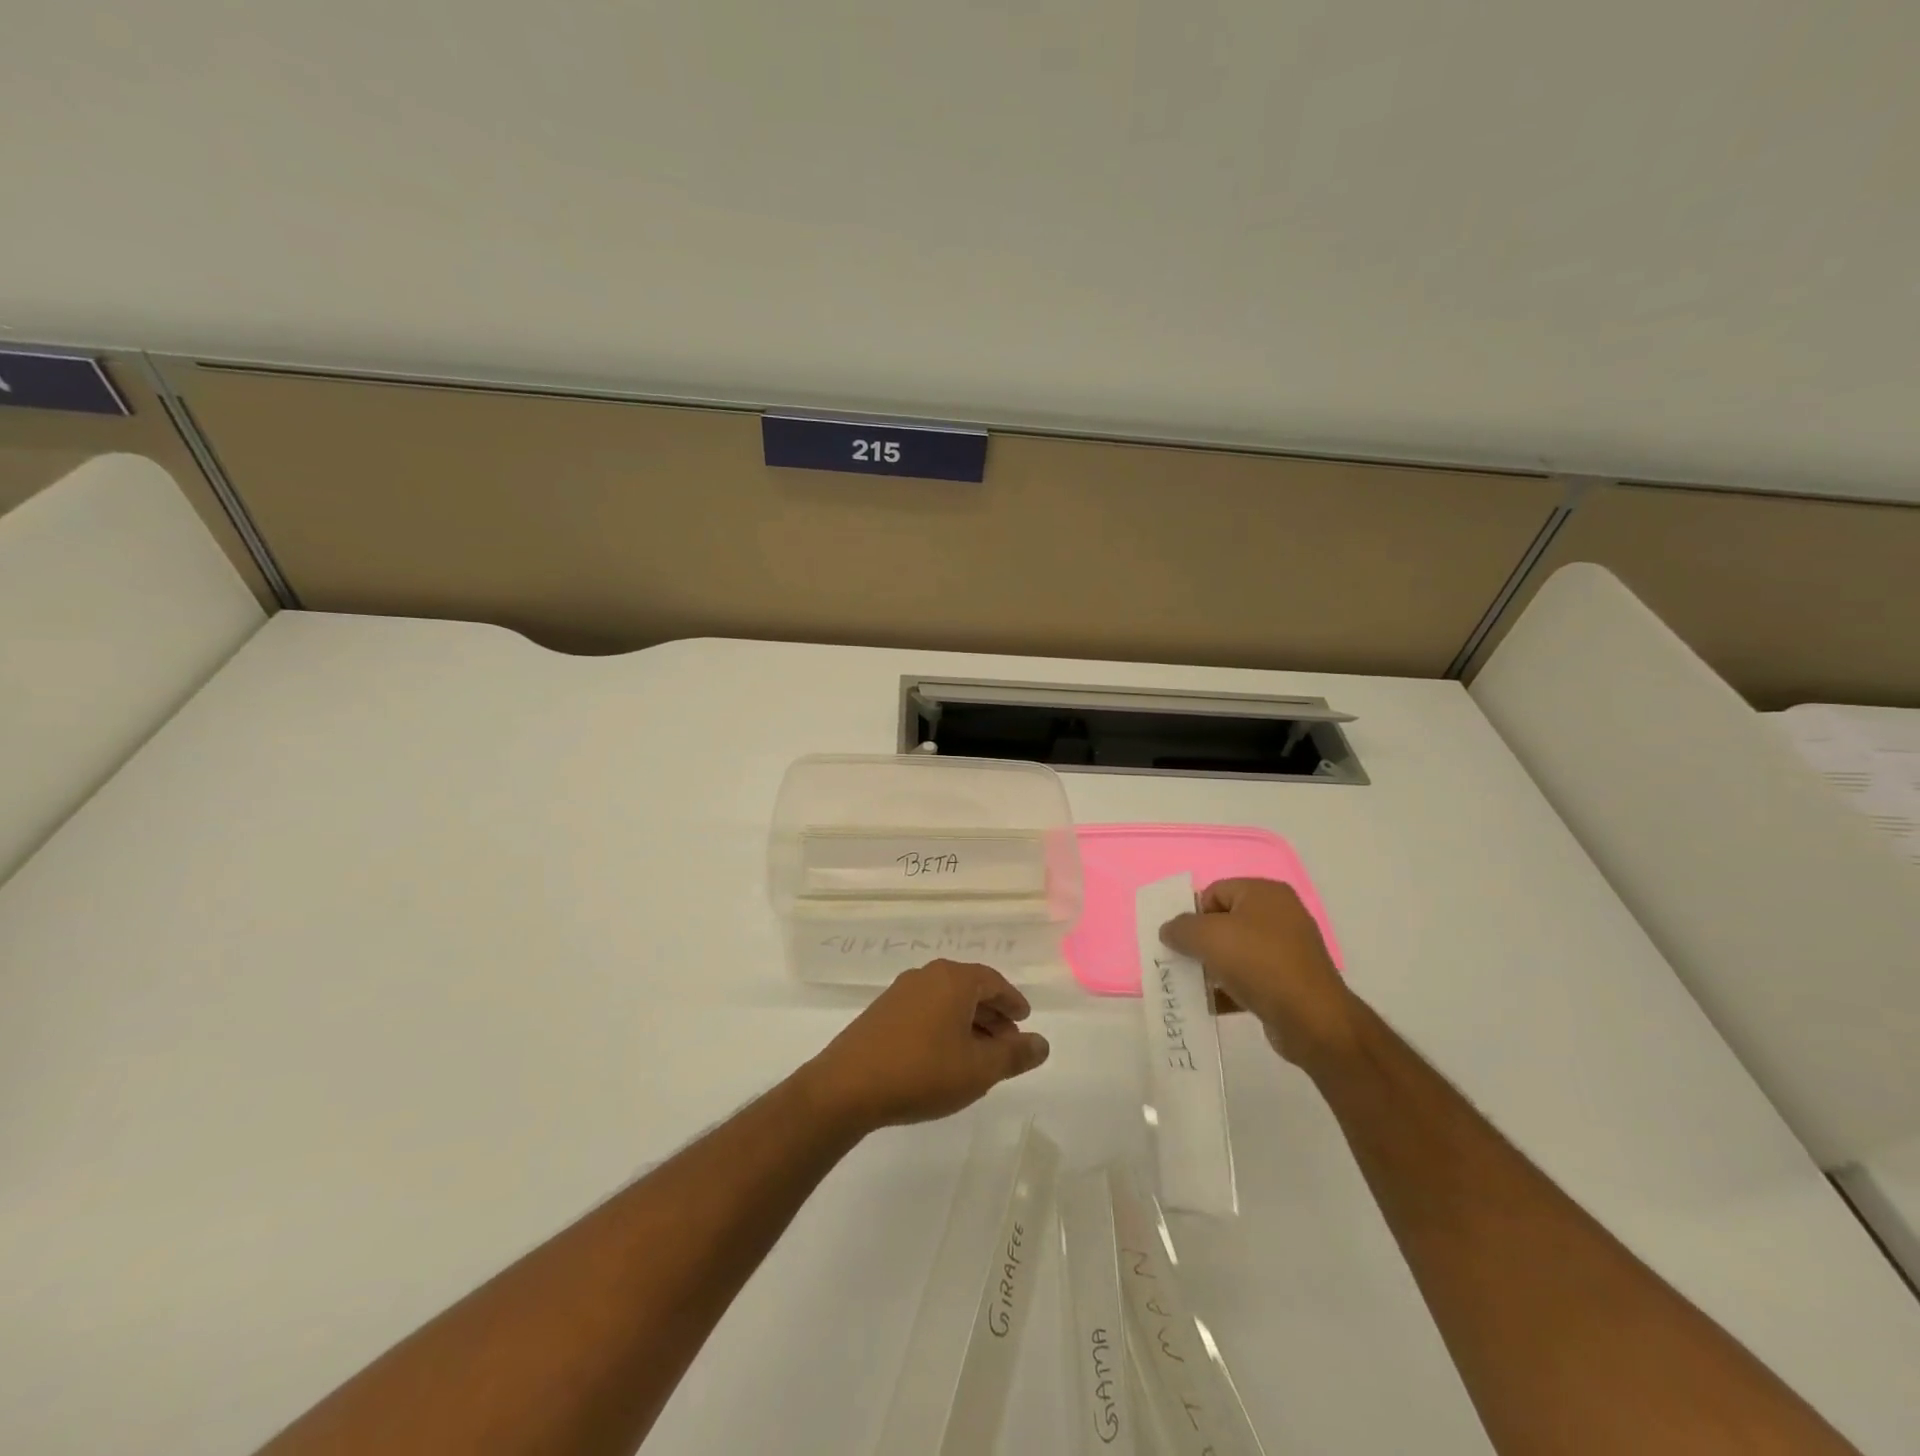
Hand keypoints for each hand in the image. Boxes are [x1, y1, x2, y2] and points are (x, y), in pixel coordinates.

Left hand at [803, 960, 1050, 1132]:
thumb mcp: (978, 1070)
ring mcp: (900, 992)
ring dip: (968, 1022)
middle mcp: (927, 976)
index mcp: (953, 980)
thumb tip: (1042, 1043)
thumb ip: (1014, 1055)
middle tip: (1008, 1042)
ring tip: (980, 1054)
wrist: (847, 1087)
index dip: (1013, 1001)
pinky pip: (925, 1010)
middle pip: (969, 988)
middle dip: (992, 1014)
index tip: (1025, 1019)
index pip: (993, 982)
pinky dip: (944, 1026)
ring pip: (946, 1000)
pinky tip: (945, 1056)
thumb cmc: (922, 1072)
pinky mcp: (881, 1012)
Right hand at [1159, 878, 1355, 1068]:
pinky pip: (1250, 978)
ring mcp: (1288, 950)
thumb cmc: (1258, 963)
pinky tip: (1212, 1004)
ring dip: (1213, 967)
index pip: (1215, 892)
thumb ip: (1181, 928)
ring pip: (1236, 952)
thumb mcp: (1208, 937)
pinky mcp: (1290, 981)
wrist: (1311, 1019)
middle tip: (1184, 961)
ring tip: (1195, 985)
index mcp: (1265, 893)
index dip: (1194, 914)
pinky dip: (1230, 988)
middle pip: (1225, 922)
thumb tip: (1169, 930)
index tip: (1182, 940)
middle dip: (1201, 942)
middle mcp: (1280, 915)